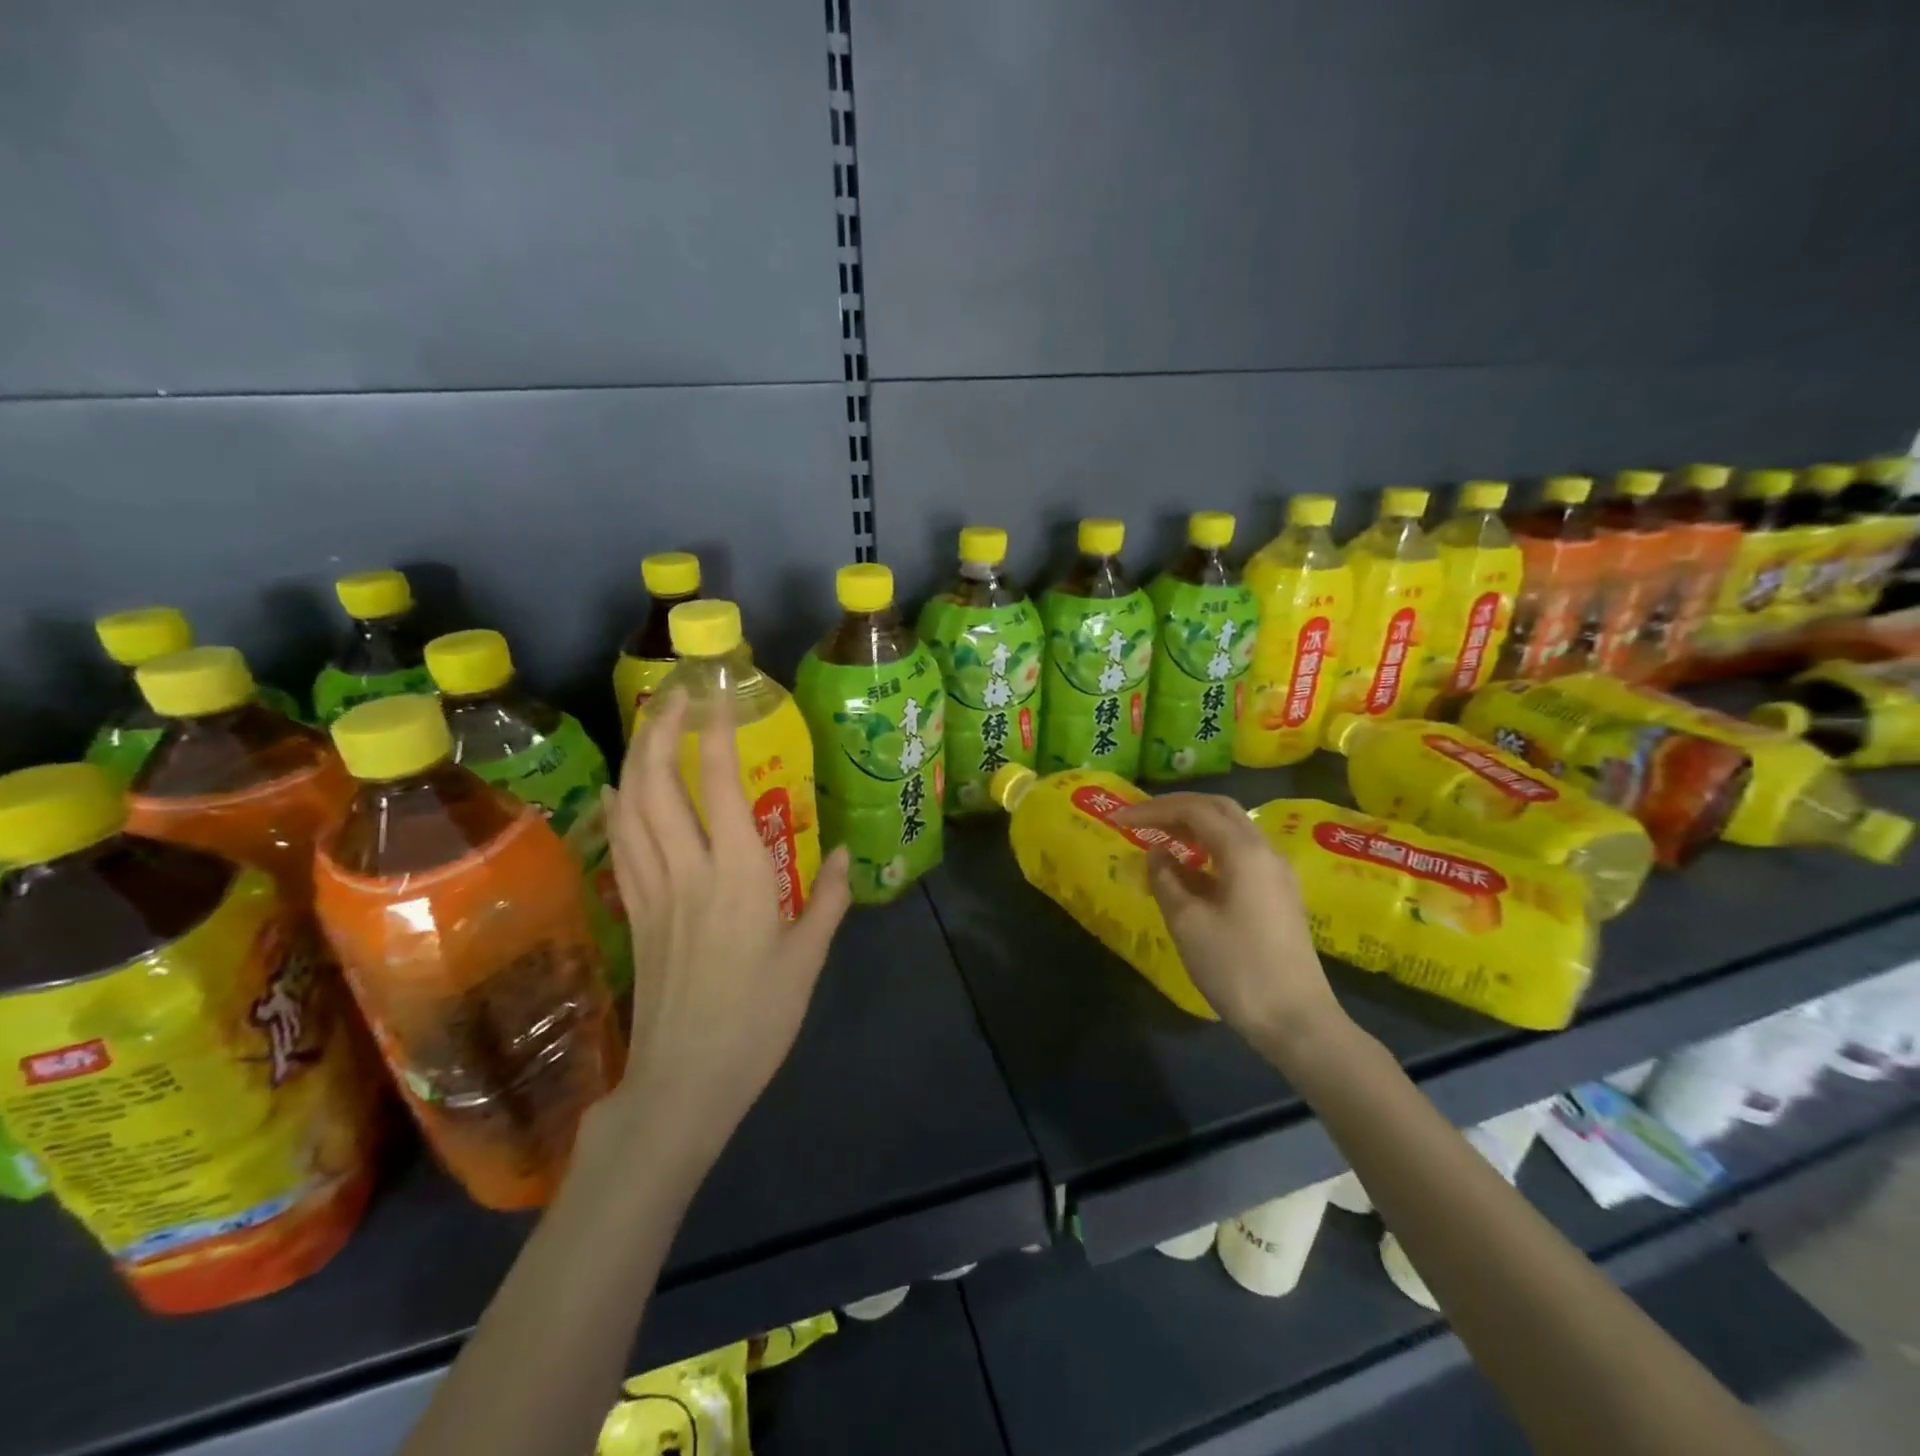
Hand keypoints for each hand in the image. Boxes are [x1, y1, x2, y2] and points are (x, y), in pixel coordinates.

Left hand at [601, 690, 851, 1156]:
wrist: (683, 1083)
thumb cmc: (756, 1021)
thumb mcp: (807, 961)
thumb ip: (826, 900)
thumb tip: (843, 854)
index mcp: (738, 877)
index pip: (717, 786)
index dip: (716, 733)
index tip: (721, 696)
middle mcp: (687, 871)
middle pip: (656, 783)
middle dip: (660, 728)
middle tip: (676, 694)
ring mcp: (651, 891)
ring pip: (630, 808)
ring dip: (635, 757)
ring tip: (650, 724)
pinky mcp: (633, 912)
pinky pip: (620, 844)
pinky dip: (619, 805)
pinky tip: (623, 788)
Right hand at [1114, 793, 1343, 1049]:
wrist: (1296, 1022)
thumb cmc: (1237, 968)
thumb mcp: (1188, 923)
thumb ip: (1166, 880)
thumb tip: (1158, 854)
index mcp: (1244, 851)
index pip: (1194, 810)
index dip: (1153, 810)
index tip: (1119, 820)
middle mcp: (1265, 852)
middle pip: (1219, 810)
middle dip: (1176, 809)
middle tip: (1141, 820)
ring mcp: (1276, 874)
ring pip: (1231, 831)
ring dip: (1193, 829)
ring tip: (1158, 841)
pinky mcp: (1278, 895)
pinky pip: (1239, 856)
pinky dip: (1209, 852)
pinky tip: (1187, 872)